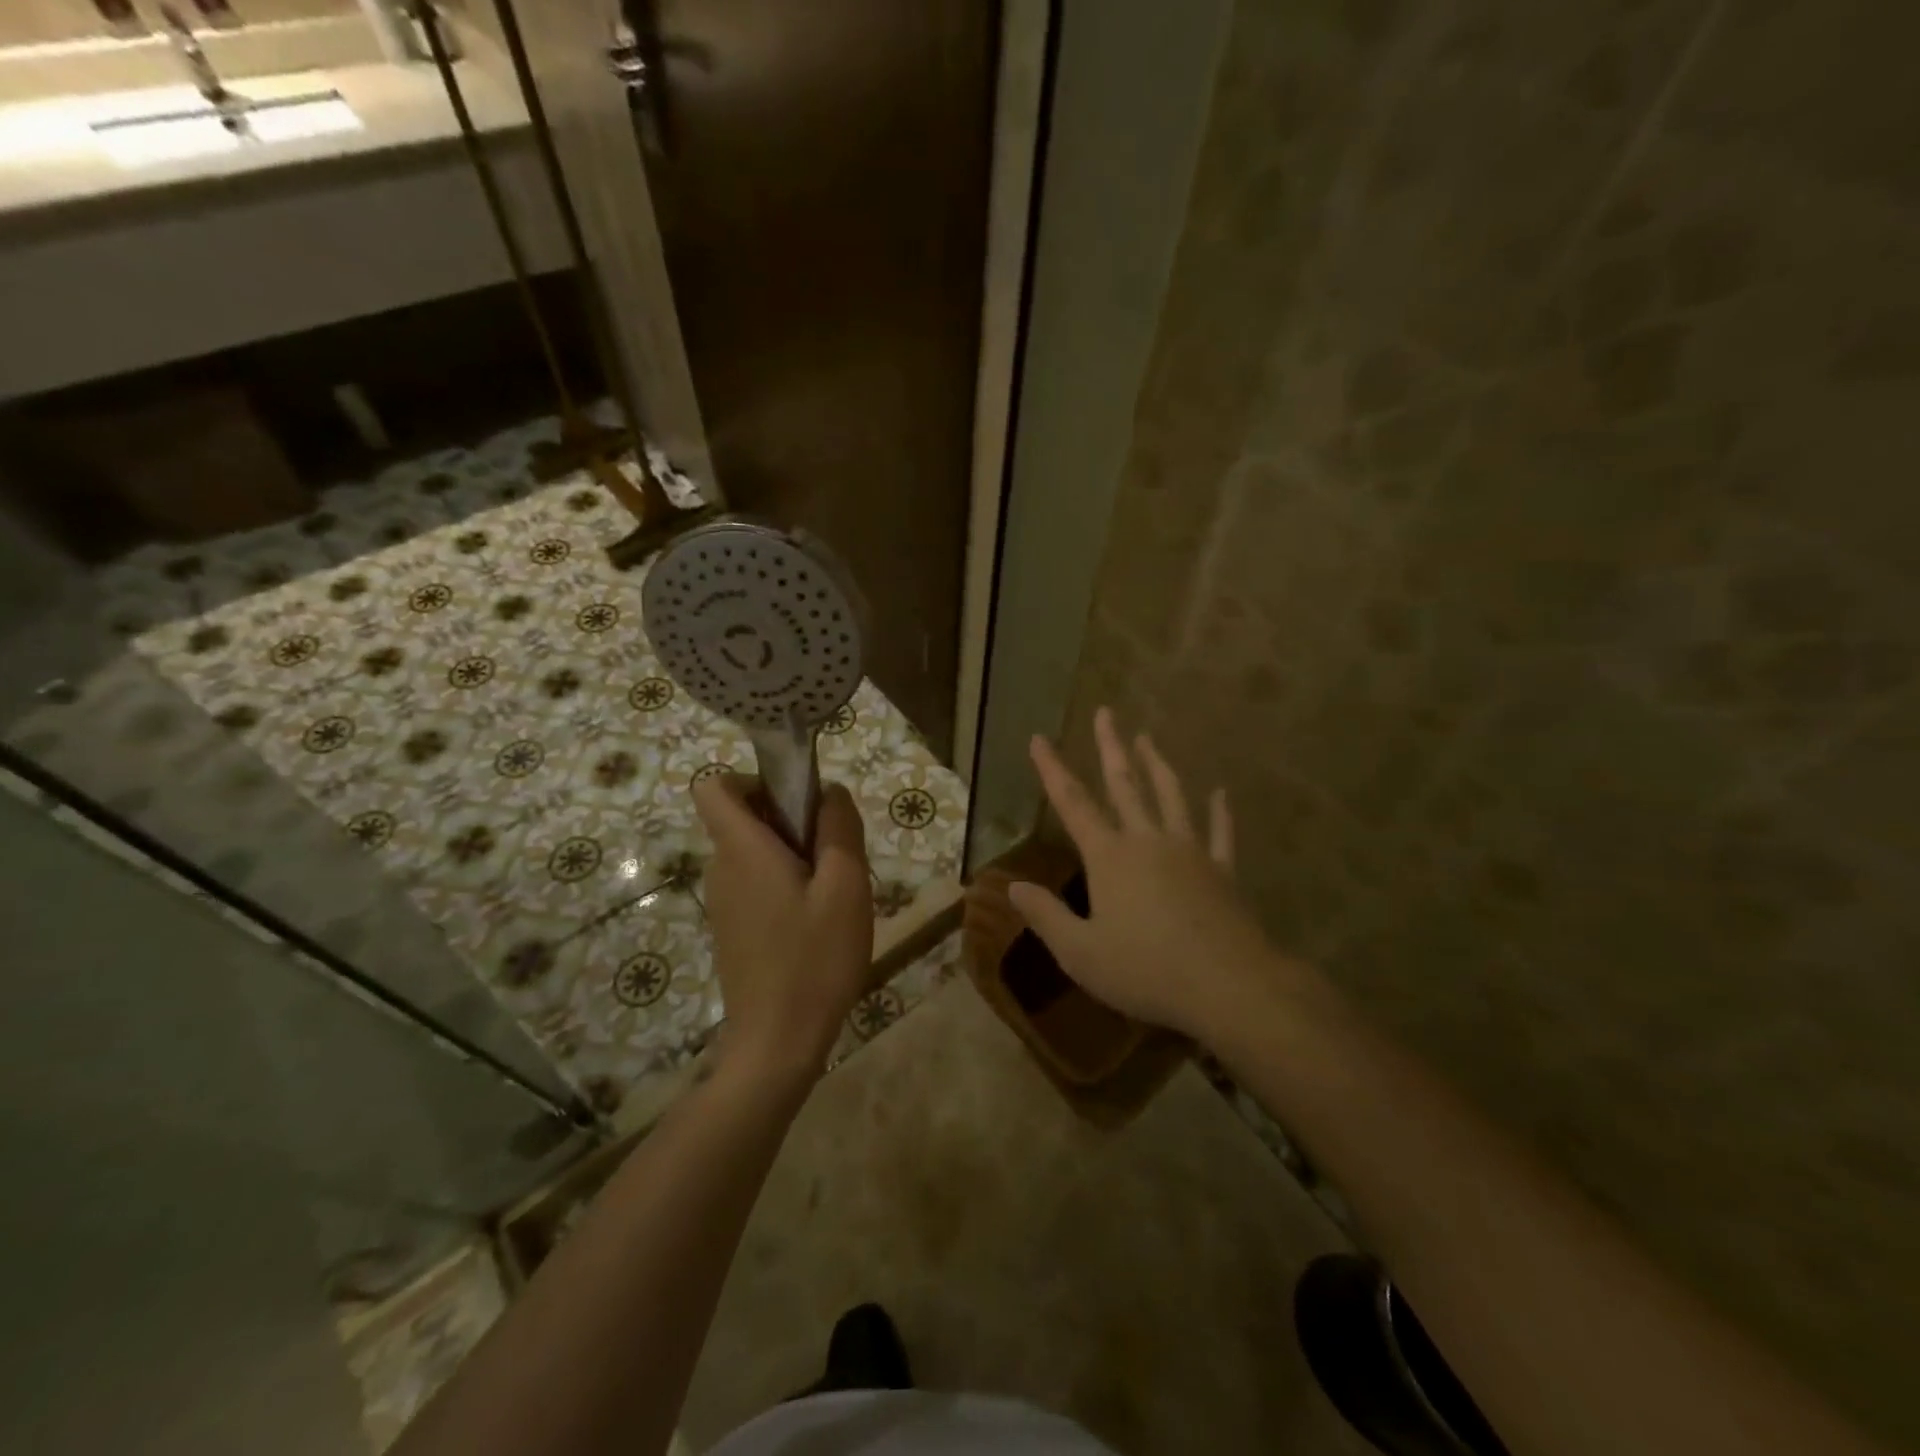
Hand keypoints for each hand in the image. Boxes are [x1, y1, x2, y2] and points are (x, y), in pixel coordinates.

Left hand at [693, 773, 873, 1083]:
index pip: (714, 787)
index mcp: (742, 849)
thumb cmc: (814, 959)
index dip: (752, 780)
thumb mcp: (845, 886)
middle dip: (789, 819)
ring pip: (754, 851)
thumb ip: (839, 829)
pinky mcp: (732, 928)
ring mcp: (723, 901)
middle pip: (743, 817)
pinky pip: (755, 882)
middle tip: (833, 853)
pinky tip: (816, 922)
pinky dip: (784, 883)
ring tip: (832, 892)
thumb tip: (829, 792)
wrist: (777, 1043)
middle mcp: (722, 868)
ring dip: (792, 854)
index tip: (796, 803)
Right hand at [1008, 708, 1279, 1043]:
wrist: (1228, 986)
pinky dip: (1220, 811)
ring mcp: (1190, 852)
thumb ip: (1046, 916)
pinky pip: (1221, 832)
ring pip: (1171, 796)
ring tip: (1148, 738)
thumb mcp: (1081, 953)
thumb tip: (1012, 887)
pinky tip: (1221, 792)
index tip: (1039, 738)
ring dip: (1157, 765)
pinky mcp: (1222, 871)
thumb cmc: (1146, 971)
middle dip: (1111, 747)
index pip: (1073, 803)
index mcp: (1110, 857)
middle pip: (1125, 785)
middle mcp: (1148, 841)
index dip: (1052, 769)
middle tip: (1106, 712)